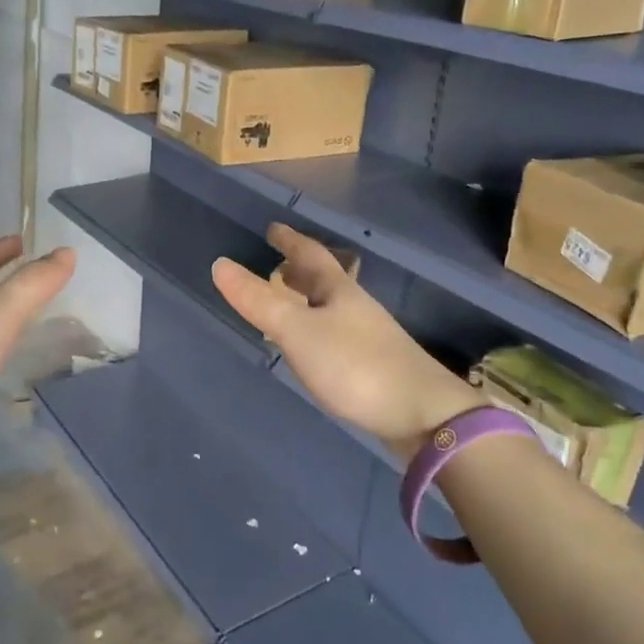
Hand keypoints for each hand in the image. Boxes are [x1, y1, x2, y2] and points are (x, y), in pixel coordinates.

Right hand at [212, 223, 478, 459]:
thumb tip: (219, 263)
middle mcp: (356, 307)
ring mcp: (369, 338)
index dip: (291, 240)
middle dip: (300, 269)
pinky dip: (317, 329)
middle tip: (278, 263)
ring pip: (332, 307)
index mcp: (339, 291)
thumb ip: (259, 301)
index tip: (274, 228)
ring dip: (309, 299)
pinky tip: (312, 348)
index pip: (311, 254)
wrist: (423, 416)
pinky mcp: (375, 367)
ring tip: (288, 302)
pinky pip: (337, 334)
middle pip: (325, 280)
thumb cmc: (356, 366)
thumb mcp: (298, 331)